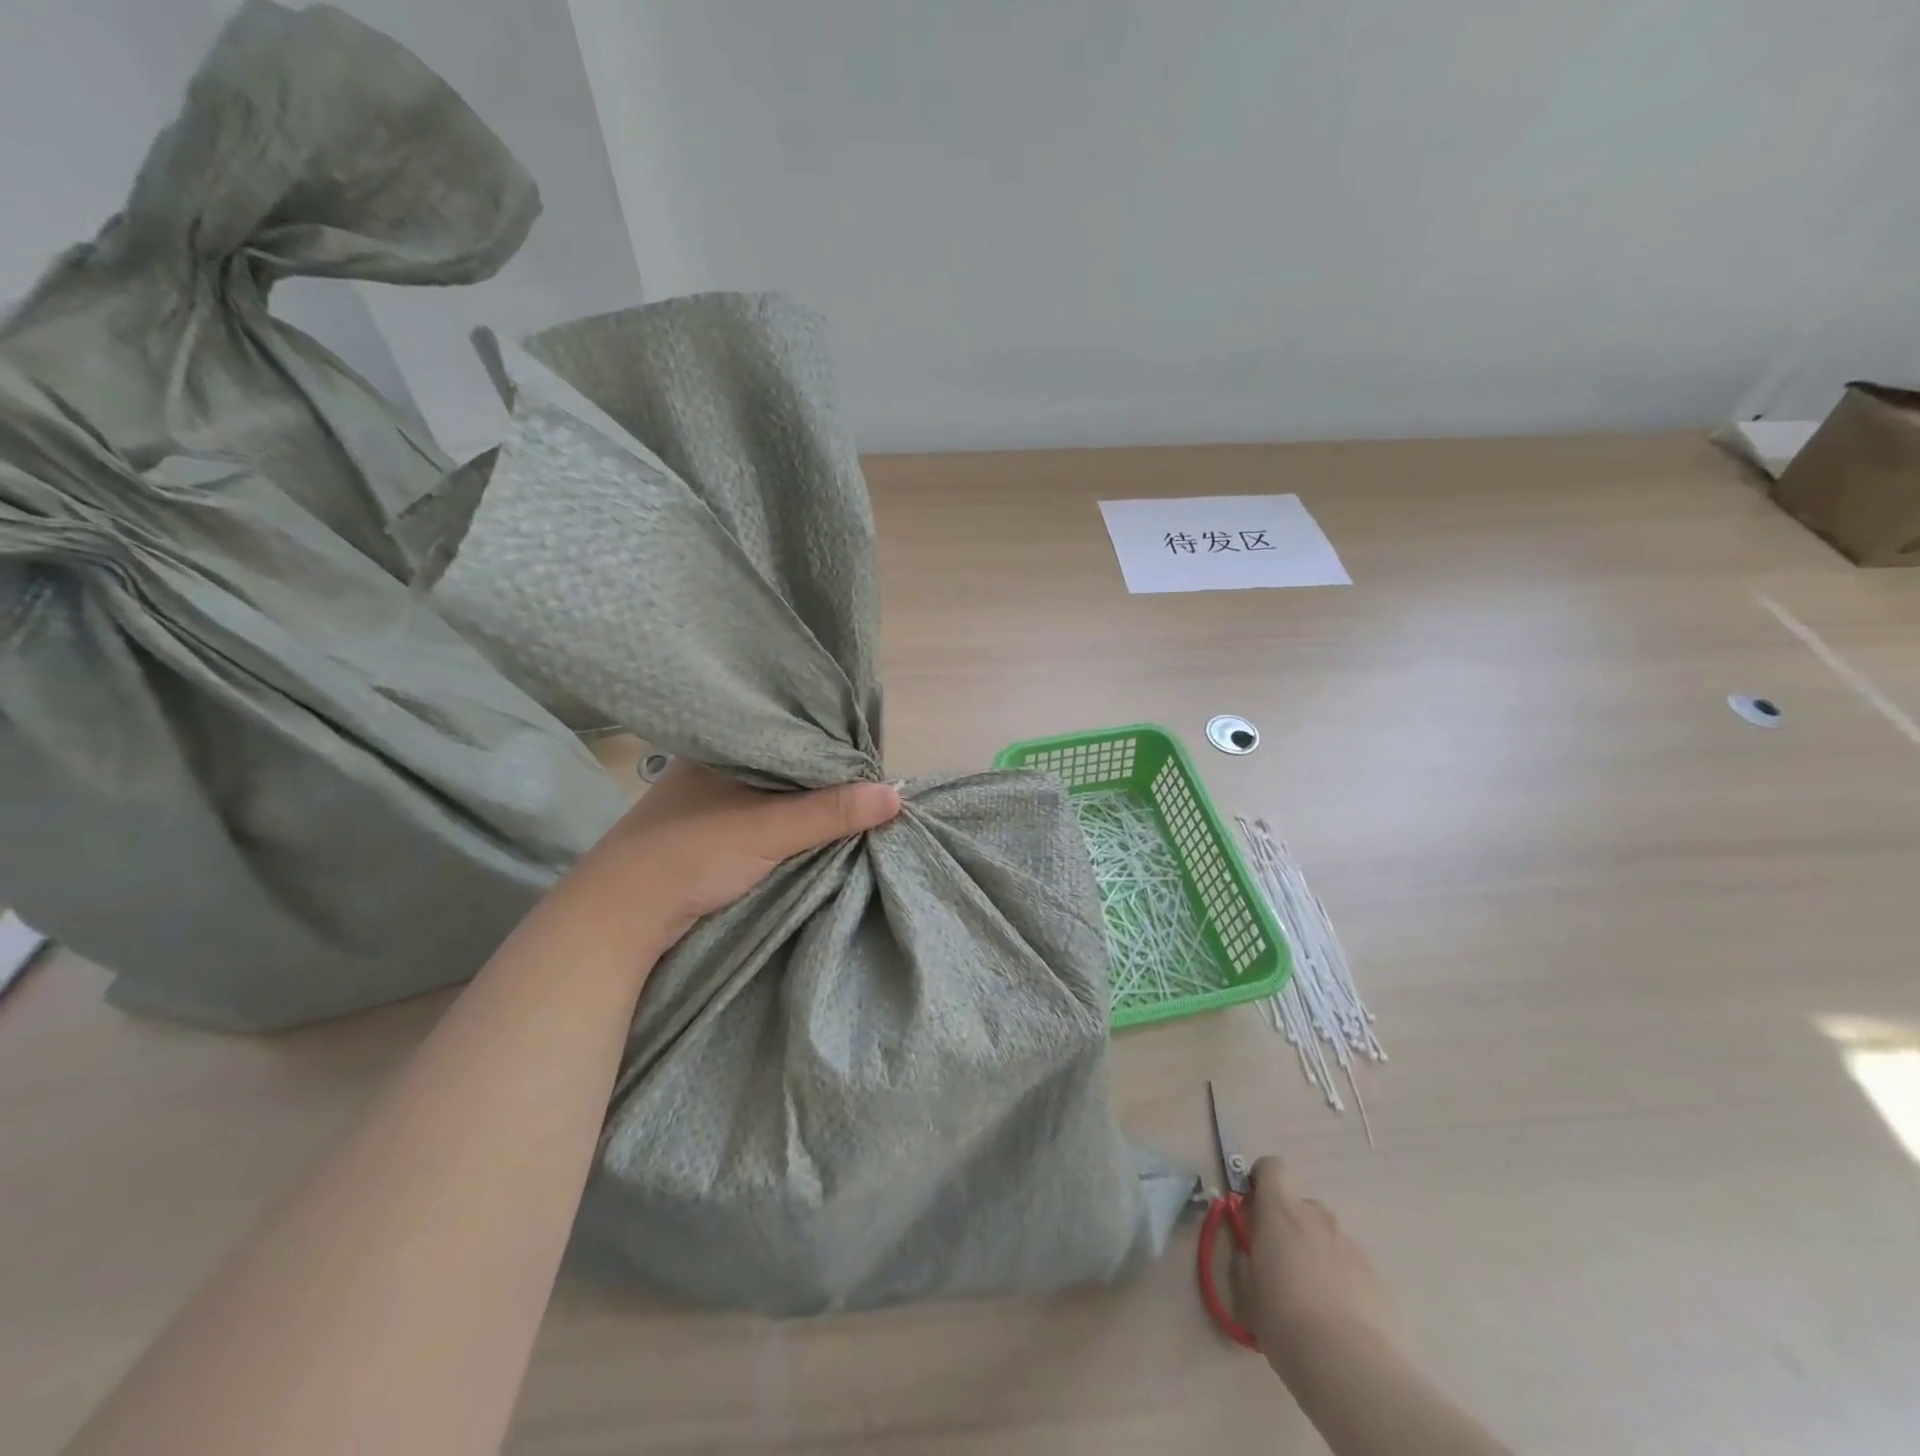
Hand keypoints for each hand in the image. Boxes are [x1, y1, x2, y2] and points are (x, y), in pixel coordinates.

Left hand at [554, 761, 902, 952]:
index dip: (832, 743)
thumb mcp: (770, 829)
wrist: (620, 916)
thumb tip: (897, 795)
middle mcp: (717, 764)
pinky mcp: (710, 831)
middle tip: (872, 783)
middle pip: (787, 764)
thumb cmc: (692, 853)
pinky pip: (764, 816)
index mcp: (723, 743)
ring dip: (808, 803)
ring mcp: (710, 799)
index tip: (872, 757)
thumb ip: (831, 811)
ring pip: (776, 792)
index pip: (791, 732)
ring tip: (855, 802)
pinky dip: (789, 823)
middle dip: (826, 776)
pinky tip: (816, 826)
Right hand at [1243, 1156, 1395, 1364]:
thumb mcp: (1247, 1288)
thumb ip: (1247, 1258)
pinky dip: (1344, 1279)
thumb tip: (1250, 1250)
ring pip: (1328, 1237)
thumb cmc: (1283, 1318)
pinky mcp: (1378, 1276)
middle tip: (1284, 1264)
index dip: (1263, 1179)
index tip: (1256, 1206)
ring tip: (1316, 1298)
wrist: (1348, 1364)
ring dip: (1318, 1252)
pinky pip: (1352, 1265)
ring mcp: (1351, 1244)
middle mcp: (1317, 1216)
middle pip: (1302, 1205)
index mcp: (1280, 1210)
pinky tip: (1341, 1318)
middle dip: (1292, 1226)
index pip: (1273, 1167)